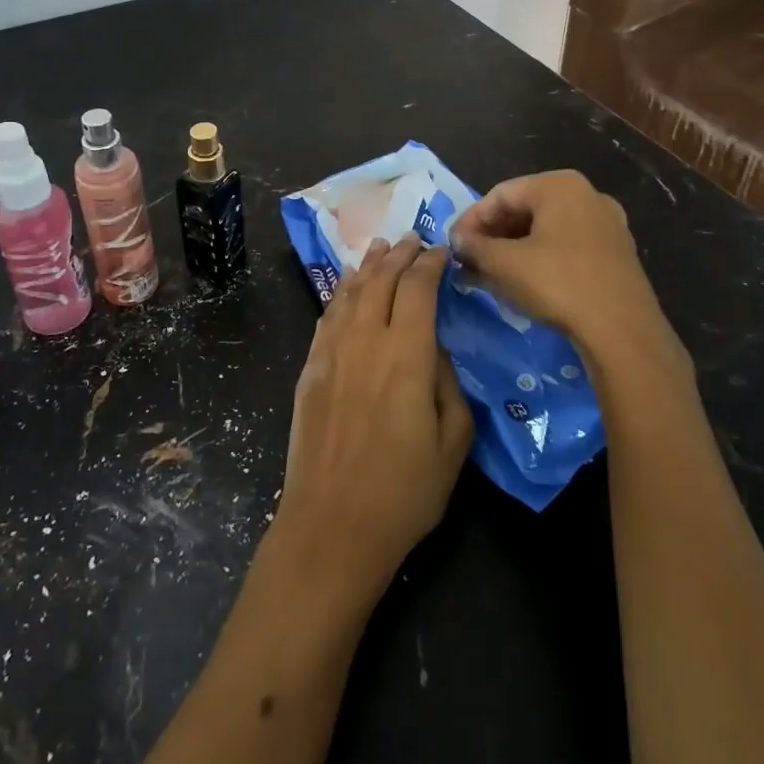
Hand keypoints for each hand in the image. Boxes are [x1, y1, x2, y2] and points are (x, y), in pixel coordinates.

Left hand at [273, 236, 473, 611]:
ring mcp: (331, 352)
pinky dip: (340, 292)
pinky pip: (327, 315)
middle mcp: (366, 340)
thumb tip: (436, 349)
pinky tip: (348, 286)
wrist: (330, 526)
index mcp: (408, 355)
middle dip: (400, 254)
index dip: (432, 263)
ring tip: (381, 247)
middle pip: (382, 279)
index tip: (443, 250)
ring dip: (368, 265)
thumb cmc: (403, 492)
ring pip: (350, 291)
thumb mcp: (453, 443)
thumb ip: (449, 384)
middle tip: (413, 238)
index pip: (419, 288)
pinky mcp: (309, 369)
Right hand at [449, 170, 671, 360]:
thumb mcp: (505, 264)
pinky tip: (524, 281)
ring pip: (546, 228)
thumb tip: (457, 240)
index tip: (452, 245)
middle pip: (525, 208)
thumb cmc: (558, 283)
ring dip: (514, 248)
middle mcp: (587, 194)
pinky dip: (540, 257)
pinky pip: (567, 245)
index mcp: (559, 185)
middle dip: (493, 234)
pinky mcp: (617, 252)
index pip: (500, 194)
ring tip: (490, 272)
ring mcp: (606, 223)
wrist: (622, 330)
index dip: (471, 219)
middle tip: (469, 259)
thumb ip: (475, 246)